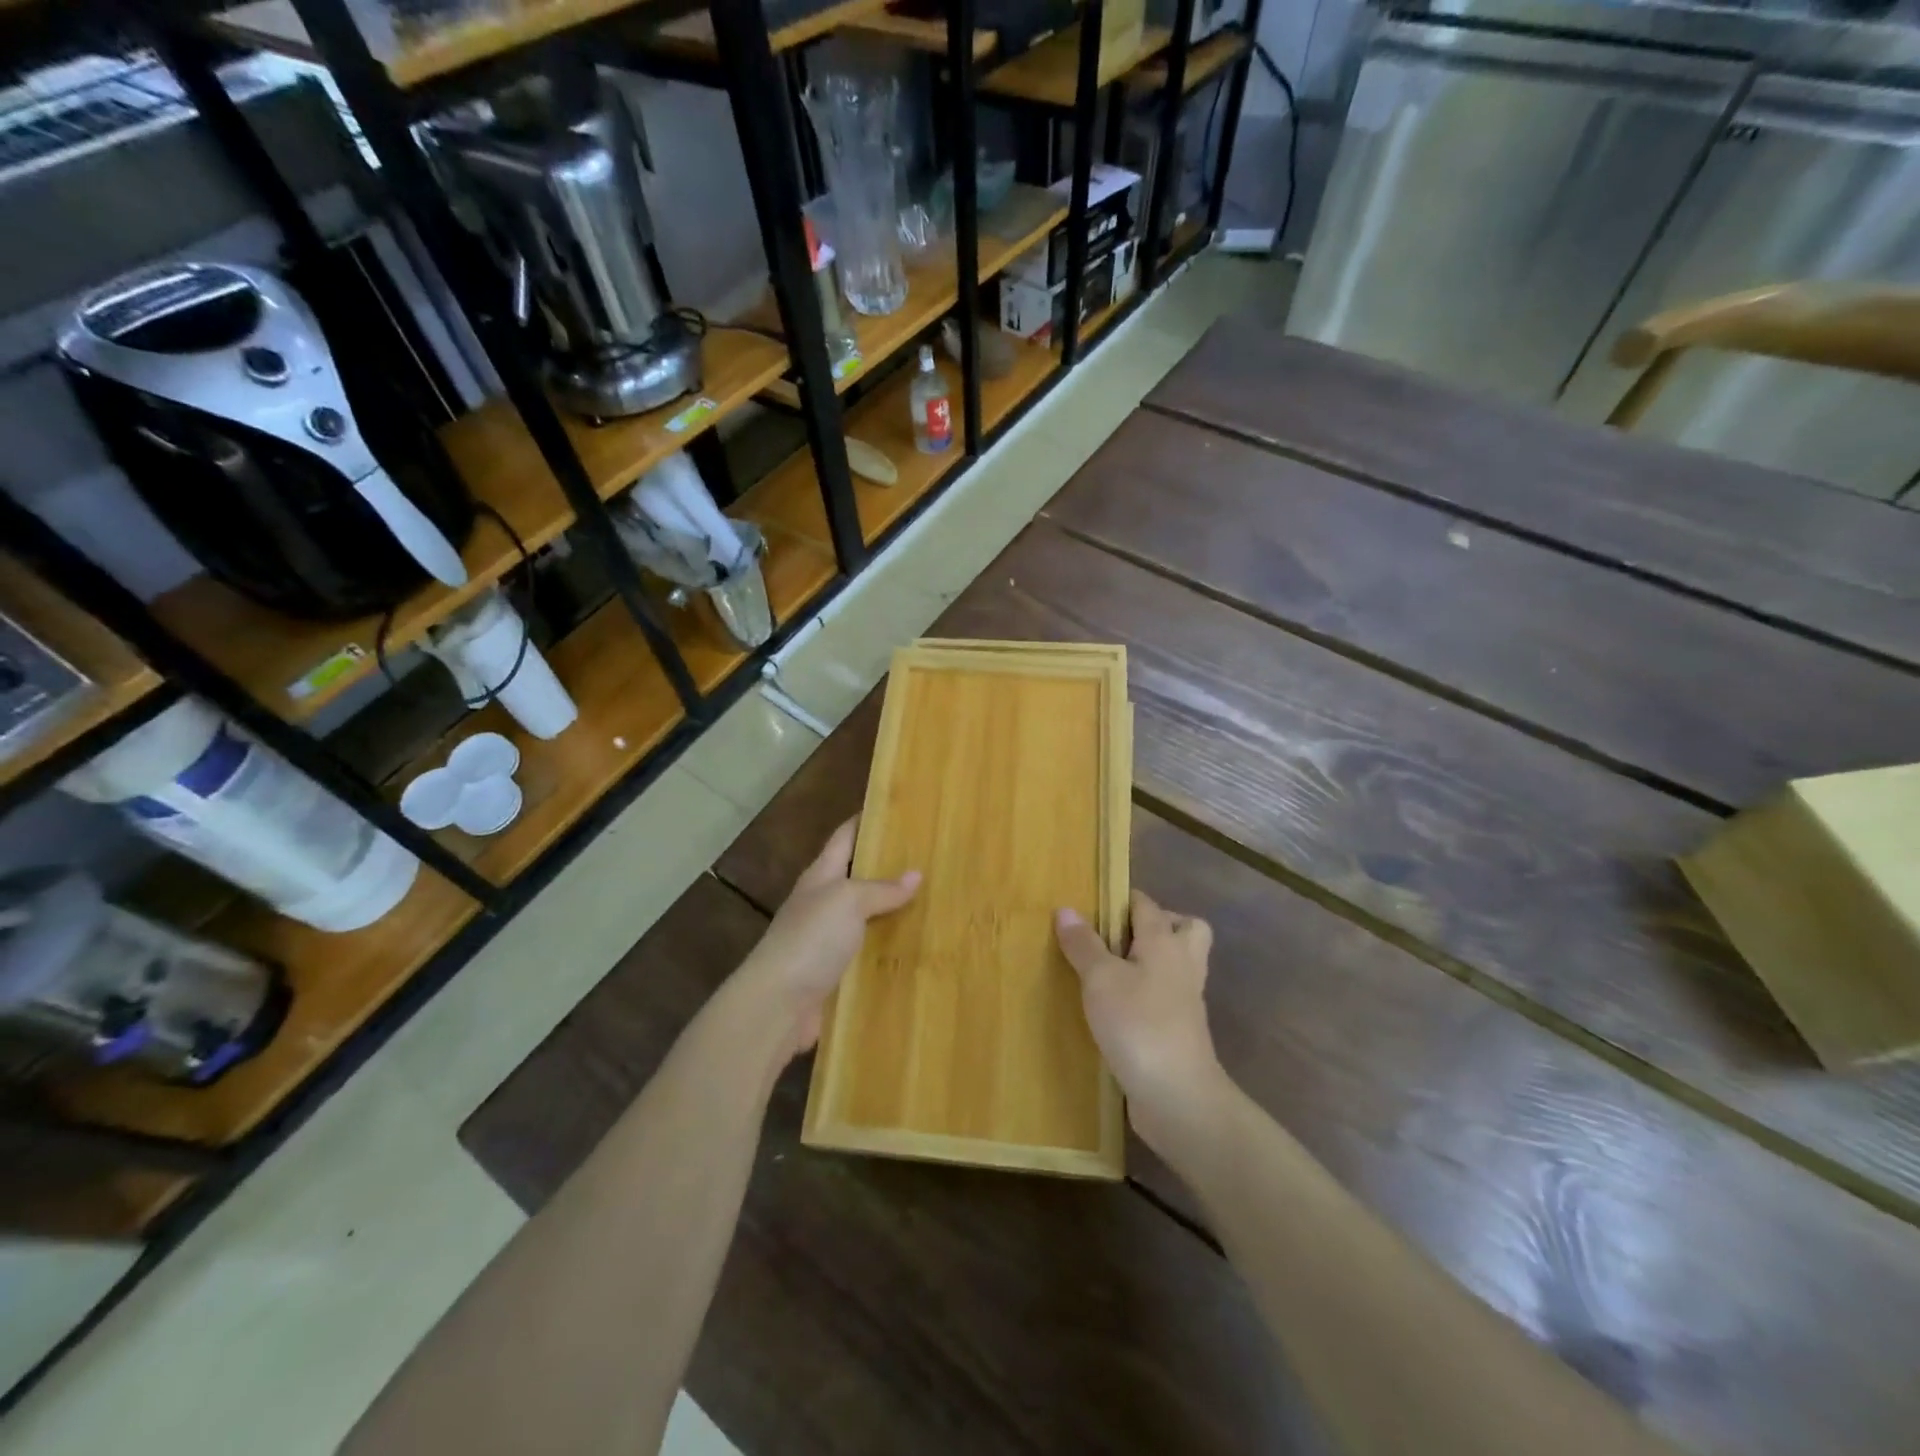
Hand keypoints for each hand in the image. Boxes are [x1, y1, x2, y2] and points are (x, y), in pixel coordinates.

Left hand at [740, 817, 919, 1060]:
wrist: (777, 1004)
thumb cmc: (810, 939)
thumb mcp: (848, 901)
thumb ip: (881, 888)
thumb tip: (915, 874)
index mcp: (821, 875)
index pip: (845, 836)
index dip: (865, 820)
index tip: (895, 807)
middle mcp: (822, 902)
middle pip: (857, 876)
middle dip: (887, 866)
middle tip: (928, 856)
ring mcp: (826, 939)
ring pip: (865, 916)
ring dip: (892, 910)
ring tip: (933, 900)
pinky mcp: (834, 972)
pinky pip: (867, 952)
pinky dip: (888, 948)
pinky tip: (915, 948)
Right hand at [1055, 890, 1227, 1155]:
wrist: (1178, 1097)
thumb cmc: (1138, 1025)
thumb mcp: (1100, 980)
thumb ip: (1084, 944)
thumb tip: (1066, 909)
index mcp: (1165, 942)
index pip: (1147, 904)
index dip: (1121, 899)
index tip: (1091, 903)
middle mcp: (1182, 965)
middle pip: (1184, 929)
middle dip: (1156, 925)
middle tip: (1117, 937)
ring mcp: (1186, 1001)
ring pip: (1177, 965)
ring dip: (1151, 962)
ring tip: (1110, 971)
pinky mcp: (1181, 1032)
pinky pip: (1168, 998)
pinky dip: (1148, 995)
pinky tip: (1116, 1008)